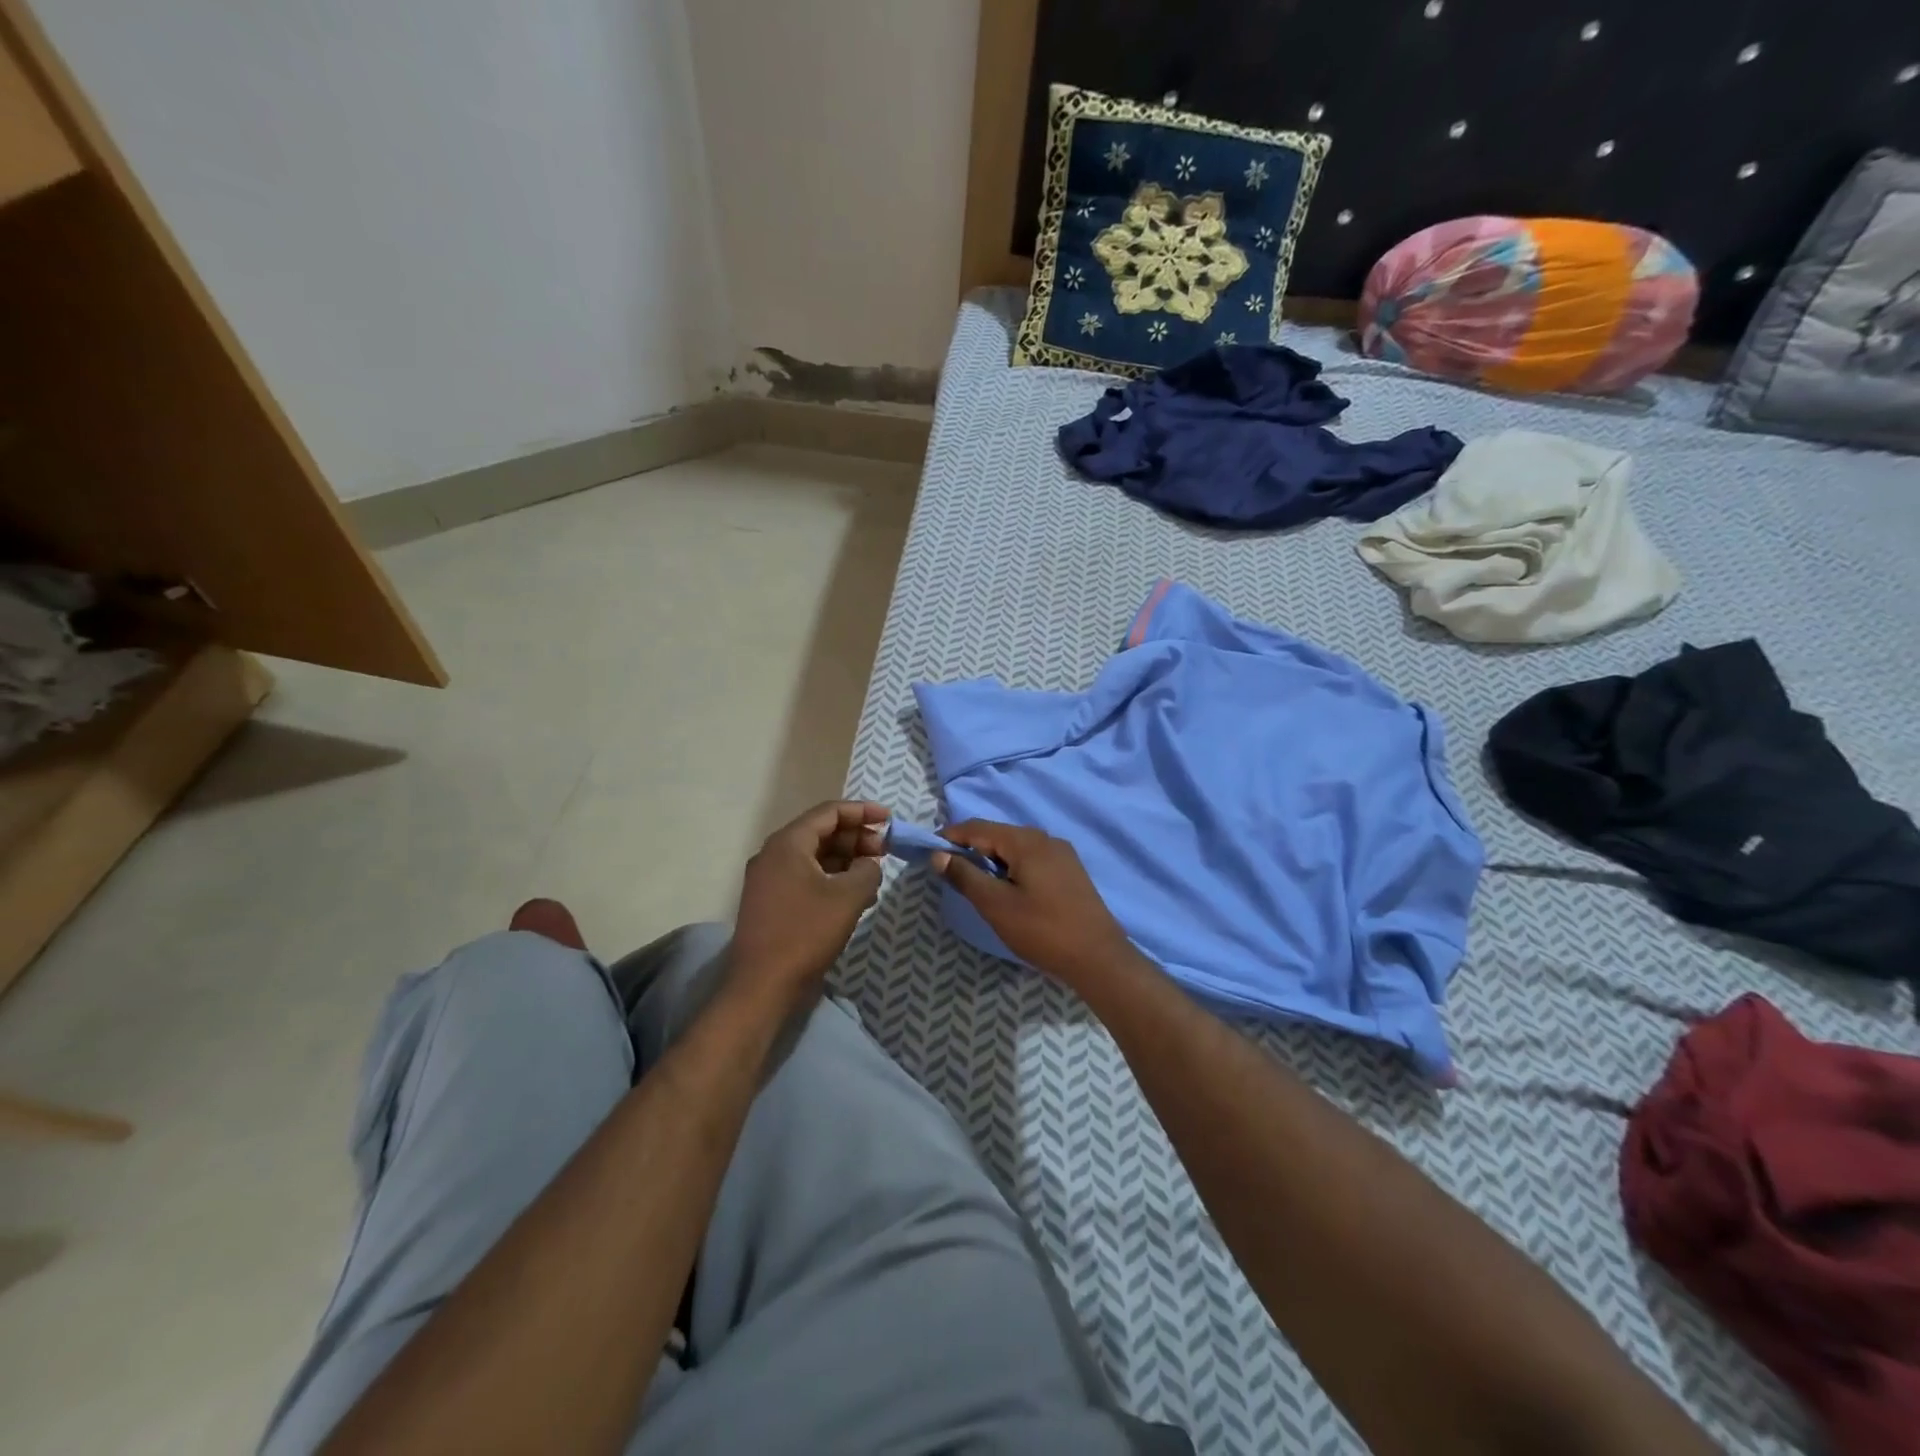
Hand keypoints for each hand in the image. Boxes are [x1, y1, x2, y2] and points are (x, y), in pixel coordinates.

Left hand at [731, 800, 887, 1003]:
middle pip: (821, 832)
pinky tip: (857, 895)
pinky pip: (806, 877)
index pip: (829, 812)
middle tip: (885, 850)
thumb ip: (868, 870)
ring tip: (874, 873)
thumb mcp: (848, 897)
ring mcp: (769, 879)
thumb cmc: (806, 933)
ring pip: (814, 856)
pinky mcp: (772, 902)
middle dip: (856, 837)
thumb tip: (869, 864)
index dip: (862, 811)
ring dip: (846, 860)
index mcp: (788, 843)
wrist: (762, 986)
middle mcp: (773, 854)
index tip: (889, 819)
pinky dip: (832, 879)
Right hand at [932, 820, 1138, 990]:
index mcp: (1026, 841)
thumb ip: (965, 876)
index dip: (951, 836)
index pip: (978, 827)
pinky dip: (1012, 867)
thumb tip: (938, 854)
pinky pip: (1032, 859)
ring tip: (974, 882)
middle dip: (971, 848)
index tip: (929, 852)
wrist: (1099, 958)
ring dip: (991, 859)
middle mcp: (1045, 838)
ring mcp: (1062, 854)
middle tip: (949, 871)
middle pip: (998, 834)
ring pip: (1016, 848)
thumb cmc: (1042, 930)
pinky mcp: (1070, 871)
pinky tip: (1007, 888)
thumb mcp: (996, 905)